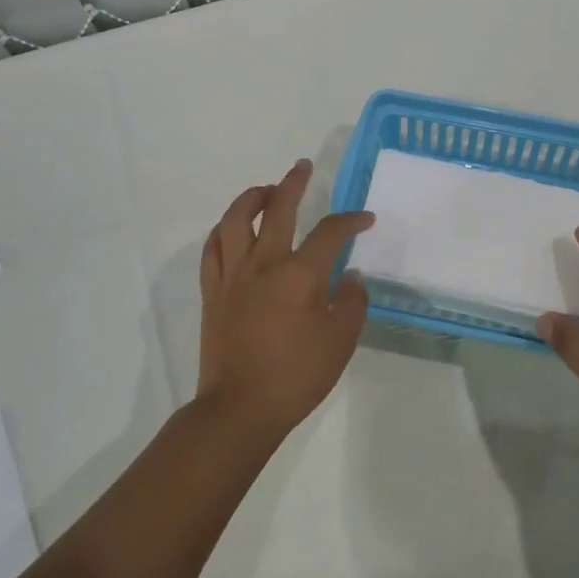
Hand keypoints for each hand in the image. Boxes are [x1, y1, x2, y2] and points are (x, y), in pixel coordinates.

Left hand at [196, 159, 374, 439]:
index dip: (351, 220)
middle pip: (277, 208)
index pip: (330, 232)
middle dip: (293, 183)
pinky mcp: (213, 291)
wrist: (240, 409)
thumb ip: (352, 303)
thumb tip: (351, 276)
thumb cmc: (296, 377)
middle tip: (302, 168)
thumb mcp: (341, 343)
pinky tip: (232, 228)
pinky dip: (223, 230)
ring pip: (235, 220)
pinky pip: (213, 248)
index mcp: (299, 275)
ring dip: (251, 197)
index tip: (365, 219)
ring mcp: (233, 276)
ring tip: (265, 190)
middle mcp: (263, 264)